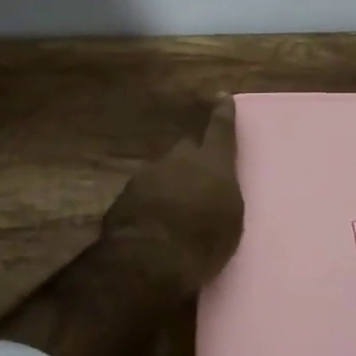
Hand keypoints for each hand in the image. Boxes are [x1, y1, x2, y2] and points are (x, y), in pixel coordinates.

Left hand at [101, 95, 243, 289]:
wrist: (149, 259)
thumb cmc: (204, 242)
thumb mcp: (231, 220)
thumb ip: (222, 194)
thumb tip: (214, 187)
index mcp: (212, 163)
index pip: (220, 130)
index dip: (223, 114)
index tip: (222, 96)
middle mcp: (179, 160)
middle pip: (186, 150)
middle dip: (191, 162)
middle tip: (196, 183)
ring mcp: (147, 175)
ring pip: (162, 173)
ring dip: (168, 187)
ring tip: (173, 214)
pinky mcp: (124, 196)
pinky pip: (143, 194)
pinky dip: (149, 205)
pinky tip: (153, 226)